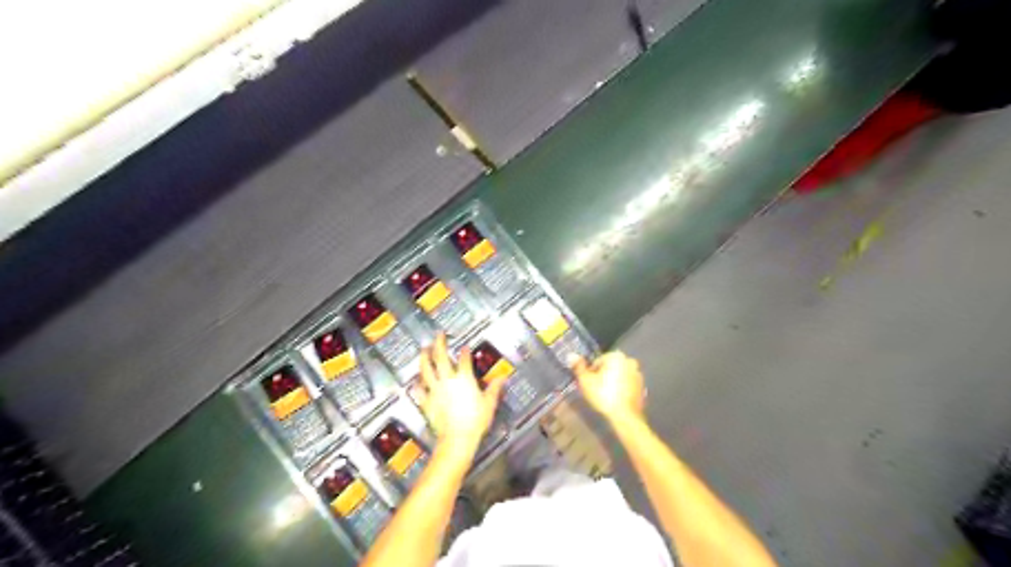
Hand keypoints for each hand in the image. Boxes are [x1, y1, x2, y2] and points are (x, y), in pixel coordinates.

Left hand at [413, 333, 504, 458]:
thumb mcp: (489, 403)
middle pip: (441, 357)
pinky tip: (416, 380)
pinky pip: (419, 390)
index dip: (464, 351)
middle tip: (439, 335)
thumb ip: (494, 389)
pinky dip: (417, 383)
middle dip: (439, 344)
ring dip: (424, 357)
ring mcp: (435, 390)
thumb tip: (502, 378)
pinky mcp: (427, 402)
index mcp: (464, 379)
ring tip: (423, 349)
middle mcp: (448, 381)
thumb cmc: (475, 422)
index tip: (465, 347)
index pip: (464, 359)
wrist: (457, 438)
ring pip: (426, 369)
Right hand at [568, 350, 647, 424]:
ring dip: (612, 382)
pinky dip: (621, 389)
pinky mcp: (641, 387)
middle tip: (595, 389)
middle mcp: (629, 361)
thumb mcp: (586, 381)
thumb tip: (571, 355)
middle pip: (609, 367)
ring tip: (604, 396)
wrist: (625, 416)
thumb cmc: (604, 395)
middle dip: (602, 376)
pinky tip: (614, 399)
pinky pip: (626, 384)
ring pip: (619, 375)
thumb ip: (579, 366)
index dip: (590, 373)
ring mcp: (637, 374)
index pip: (597, 361)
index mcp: (616, 356)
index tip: (588, 384)